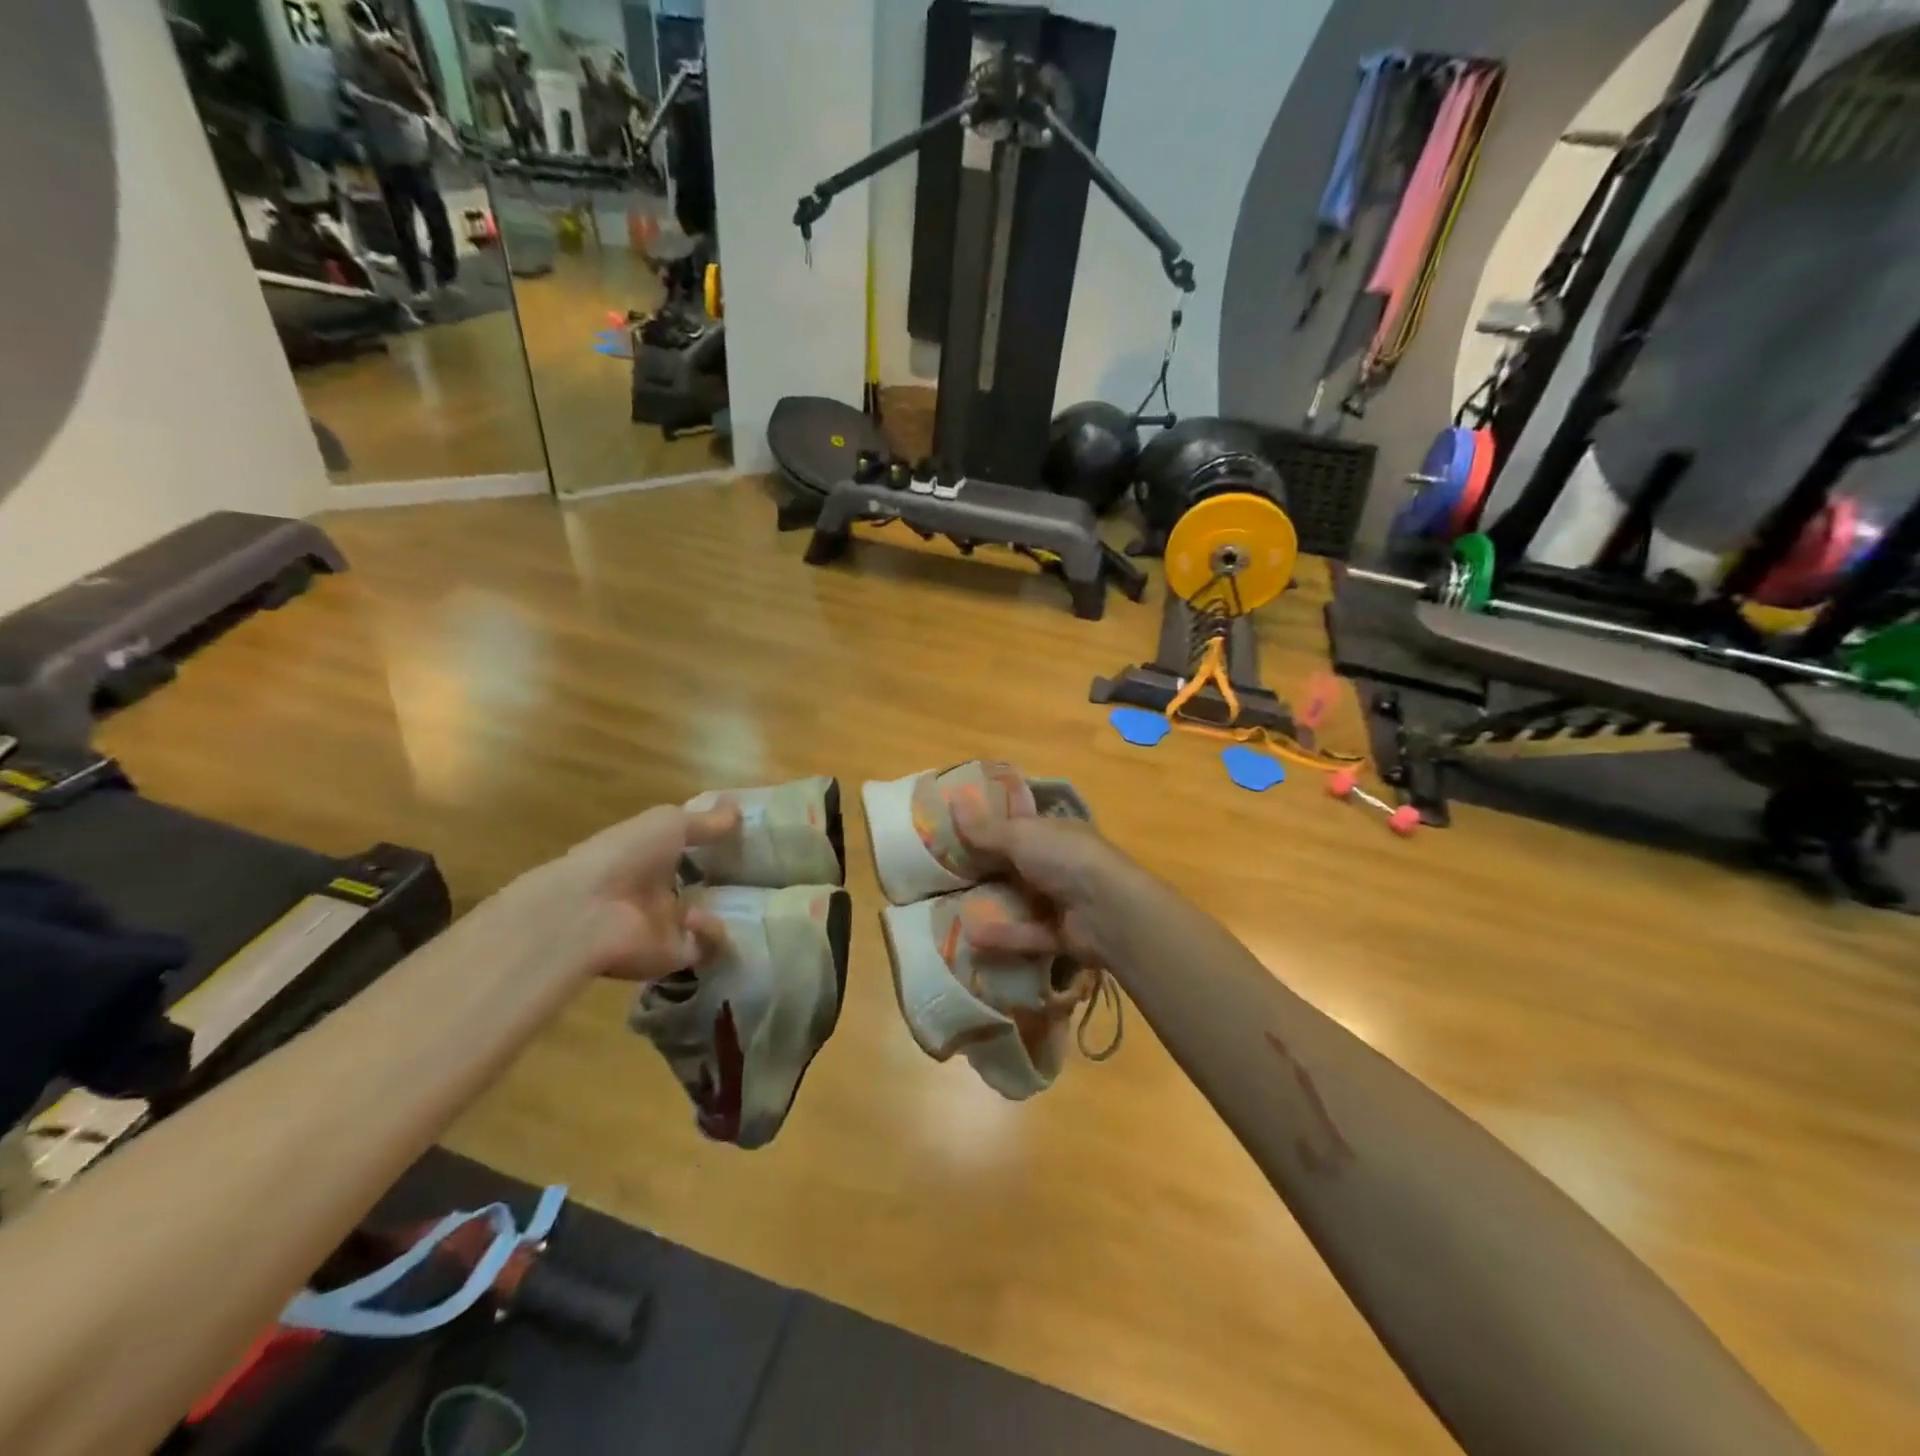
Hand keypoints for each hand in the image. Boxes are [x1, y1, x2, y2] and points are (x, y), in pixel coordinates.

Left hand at [537, 799, 739, 982]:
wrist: (586, 914)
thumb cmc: (624, 856)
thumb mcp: (669, 824)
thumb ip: (706, 821)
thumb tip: (739, 809)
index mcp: (649, 856)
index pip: (686, 850)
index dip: (713, 844)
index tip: (744, 839)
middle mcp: (655, 890)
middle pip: (697, 886)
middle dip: (726, 882)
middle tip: (759, 874)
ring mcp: (664, 925)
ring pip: (706, 920)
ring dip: (722, 910)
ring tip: (743, 898)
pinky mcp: (673, 957)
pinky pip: (707, 948)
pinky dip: (710, 935)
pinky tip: (697, 920)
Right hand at [951, 802, 1130, 964]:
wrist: (1110, 911)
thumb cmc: (1066, 858)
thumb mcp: (1020, 836)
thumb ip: (986, 828)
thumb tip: (953, 798)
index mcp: (1055, 831)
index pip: (1021, 822)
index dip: (992, 822)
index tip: (957, 826)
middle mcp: (1060, 862)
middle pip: (1016, 863)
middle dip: (985, 867)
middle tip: (943, 870)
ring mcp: (1062, 899)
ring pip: (1020, 900)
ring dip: (991, 903)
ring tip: (949, 906)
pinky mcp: (1060, 934)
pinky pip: (1025, 933)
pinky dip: (1002, 935)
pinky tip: (969, 936)